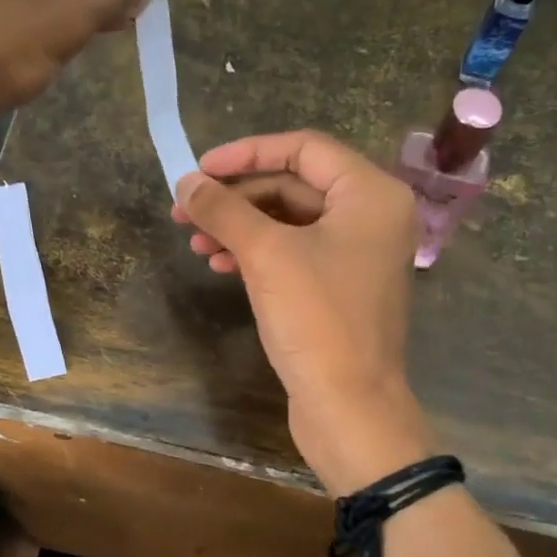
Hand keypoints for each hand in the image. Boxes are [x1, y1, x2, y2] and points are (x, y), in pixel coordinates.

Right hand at [173, 131, 434, 494]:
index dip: (246, 153)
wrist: (349, 407)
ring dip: (240, 227)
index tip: (200, 170)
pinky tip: (221, 265)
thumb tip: (186, 182)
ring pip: (290, 223)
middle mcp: (371, 217)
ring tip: (195, 243)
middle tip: (185, 211)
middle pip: (293, 186)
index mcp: (370, 194)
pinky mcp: (339, 289)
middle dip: (236, 198)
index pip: (303, 148)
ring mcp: (357, 255)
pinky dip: (257, 254)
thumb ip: (224, 210)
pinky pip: (294, 254)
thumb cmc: (317, 320)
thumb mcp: (266, 255)